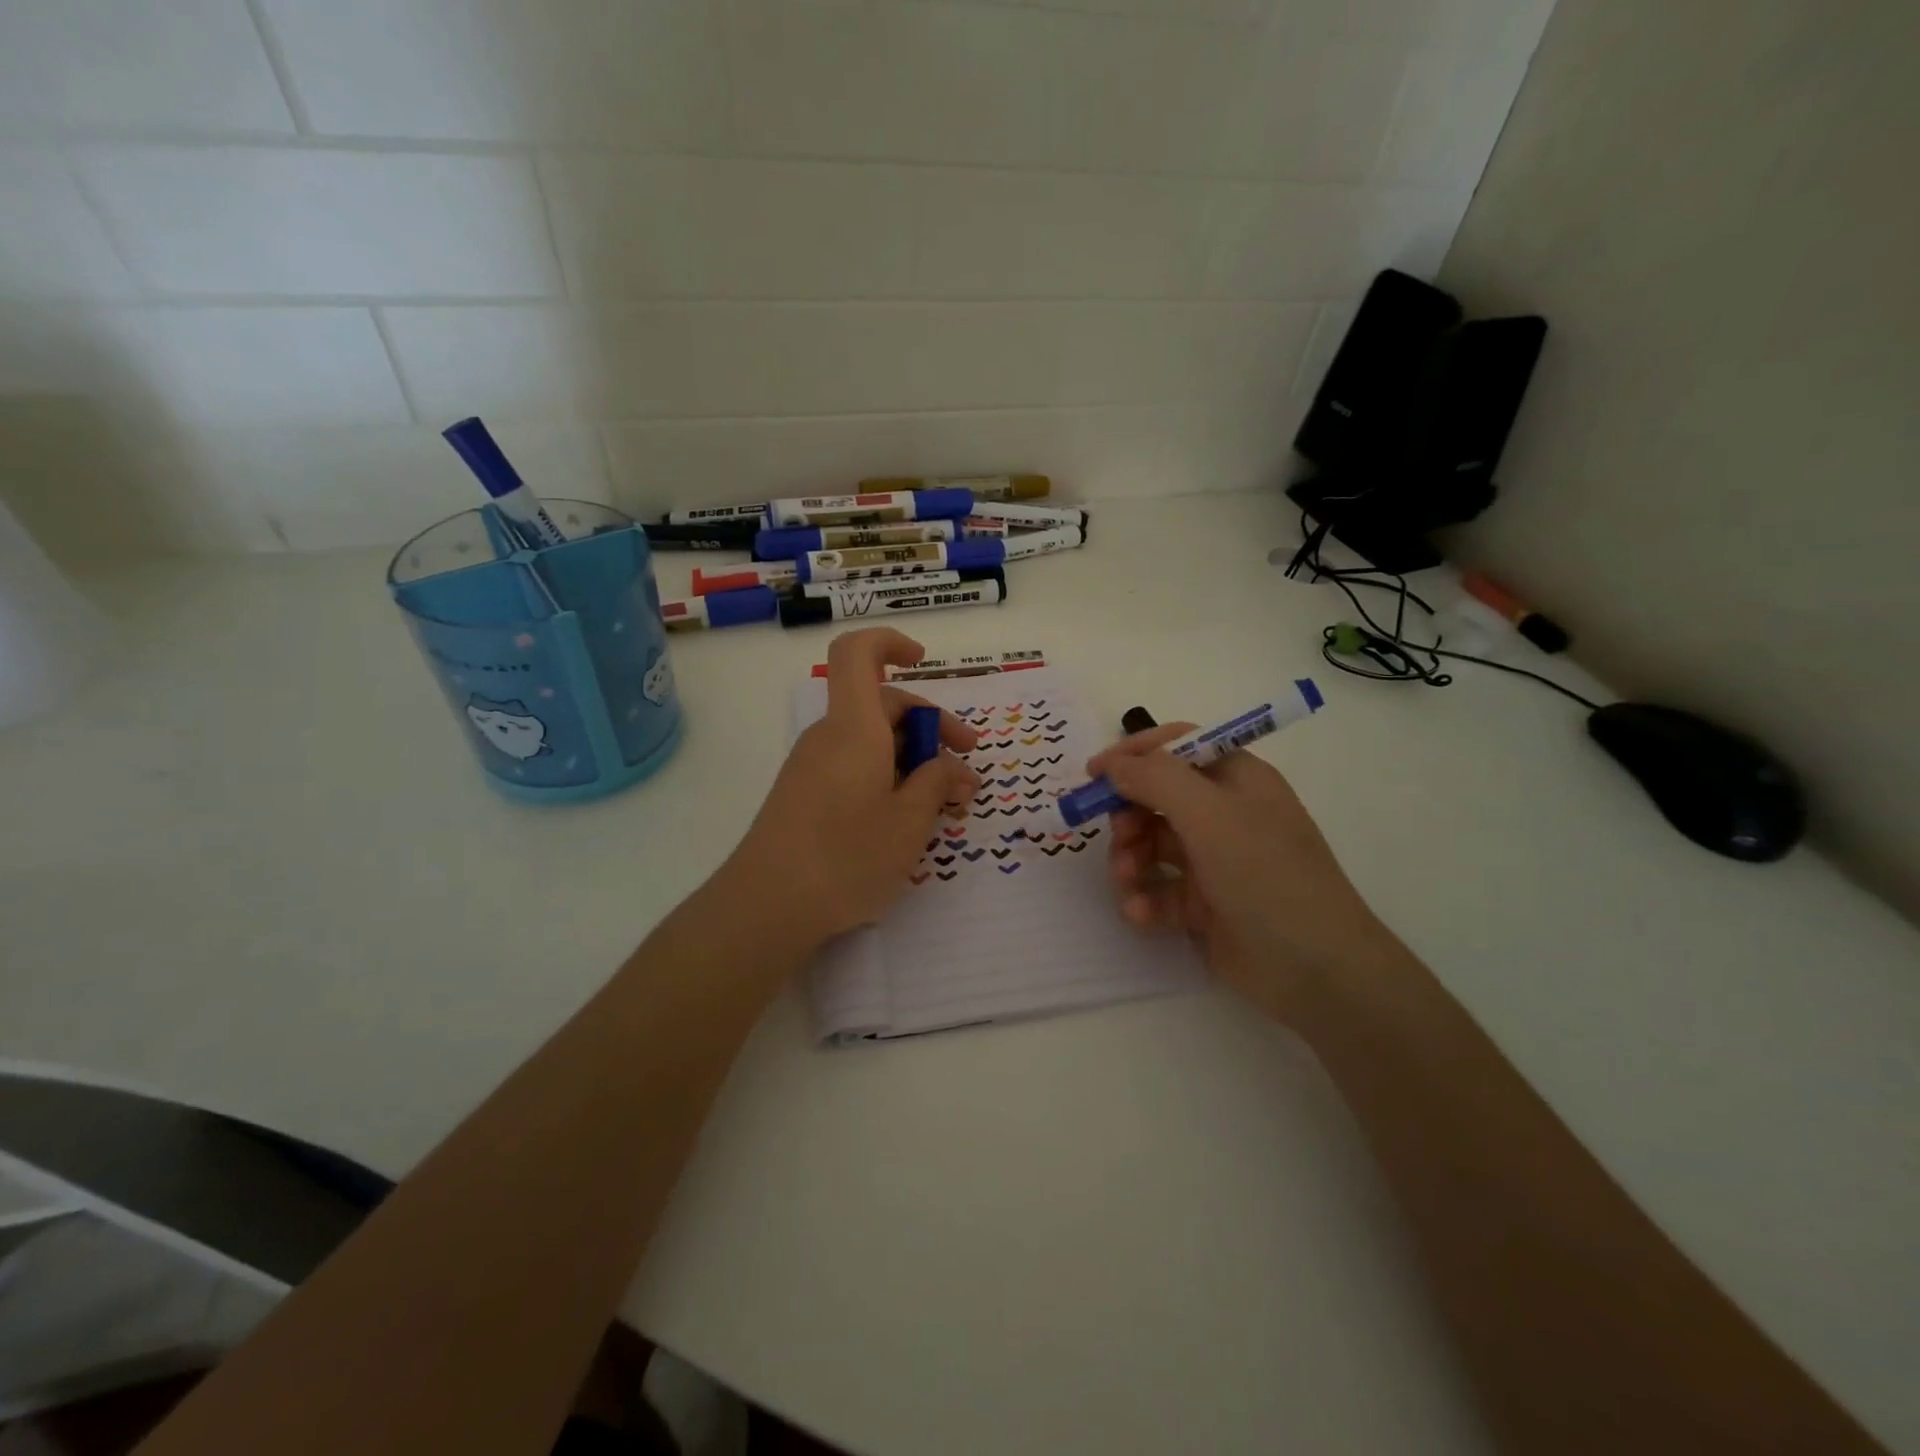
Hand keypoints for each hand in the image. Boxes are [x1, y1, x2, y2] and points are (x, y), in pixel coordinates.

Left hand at [729, 629, 978, 946]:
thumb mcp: (910, 821)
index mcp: (854, 727)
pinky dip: (888, 780)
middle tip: (967, 771)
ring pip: (872, 742)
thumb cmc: (846, 856)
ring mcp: (813, 767)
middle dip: (931, 729)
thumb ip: (937, 784)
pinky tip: (909, 821)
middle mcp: (830, 737)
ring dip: (914, 762)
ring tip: (947, 807)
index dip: (890, 643)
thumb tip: (952, 768)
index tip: (923, 662)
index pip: (857, 653)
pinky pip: (854, 768)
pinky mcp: (805, 795)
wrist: (767, 906)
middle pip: (881, 705)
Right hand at [1087, 726, 1401, 1021]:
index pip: (1177, 747)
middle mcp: (1225, 815)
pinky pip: (1160, 891)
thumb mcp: (1209, 814)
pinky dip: (1145, 899)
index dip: (1135, 755)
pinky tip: (1140, 914)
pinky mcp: (1205, 906)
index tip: (1094, 774)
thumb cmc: (1265, 875)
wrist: (1316, 970)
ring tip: (1128, 881)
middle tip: (1118, 836)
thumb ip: (1155, 779)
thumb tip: (1114, 764)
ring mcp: (1215, 862)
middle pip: (1157, 798)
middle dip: (1128, 815)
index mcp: (1237, 780)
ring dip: (1130, 860)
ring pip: (1152, 846)